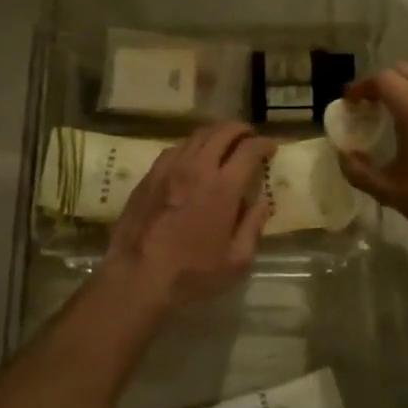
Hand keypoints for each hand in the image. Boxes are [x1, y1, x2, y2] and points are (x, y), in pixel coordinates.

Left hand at [103, 123, 275, 312]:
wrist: (136, 277)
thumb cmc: (191, 274)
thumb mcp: (236, 261)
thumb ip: (253, 227)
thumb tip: (263, 203)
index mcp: (222, 187)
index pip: (248, 150)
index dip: (264, 144)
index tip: (271, 147)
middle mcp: (196, 168)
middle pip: (221, 132)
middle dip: (240, 130)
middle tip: (249, 137)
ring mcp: (168, 169)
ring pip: (196, 136)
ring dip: (215, 134)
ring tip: (224, 143)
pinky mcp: (149, 177)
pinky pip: (174, 149)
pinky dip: (191, 146)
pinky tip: (192, 158)